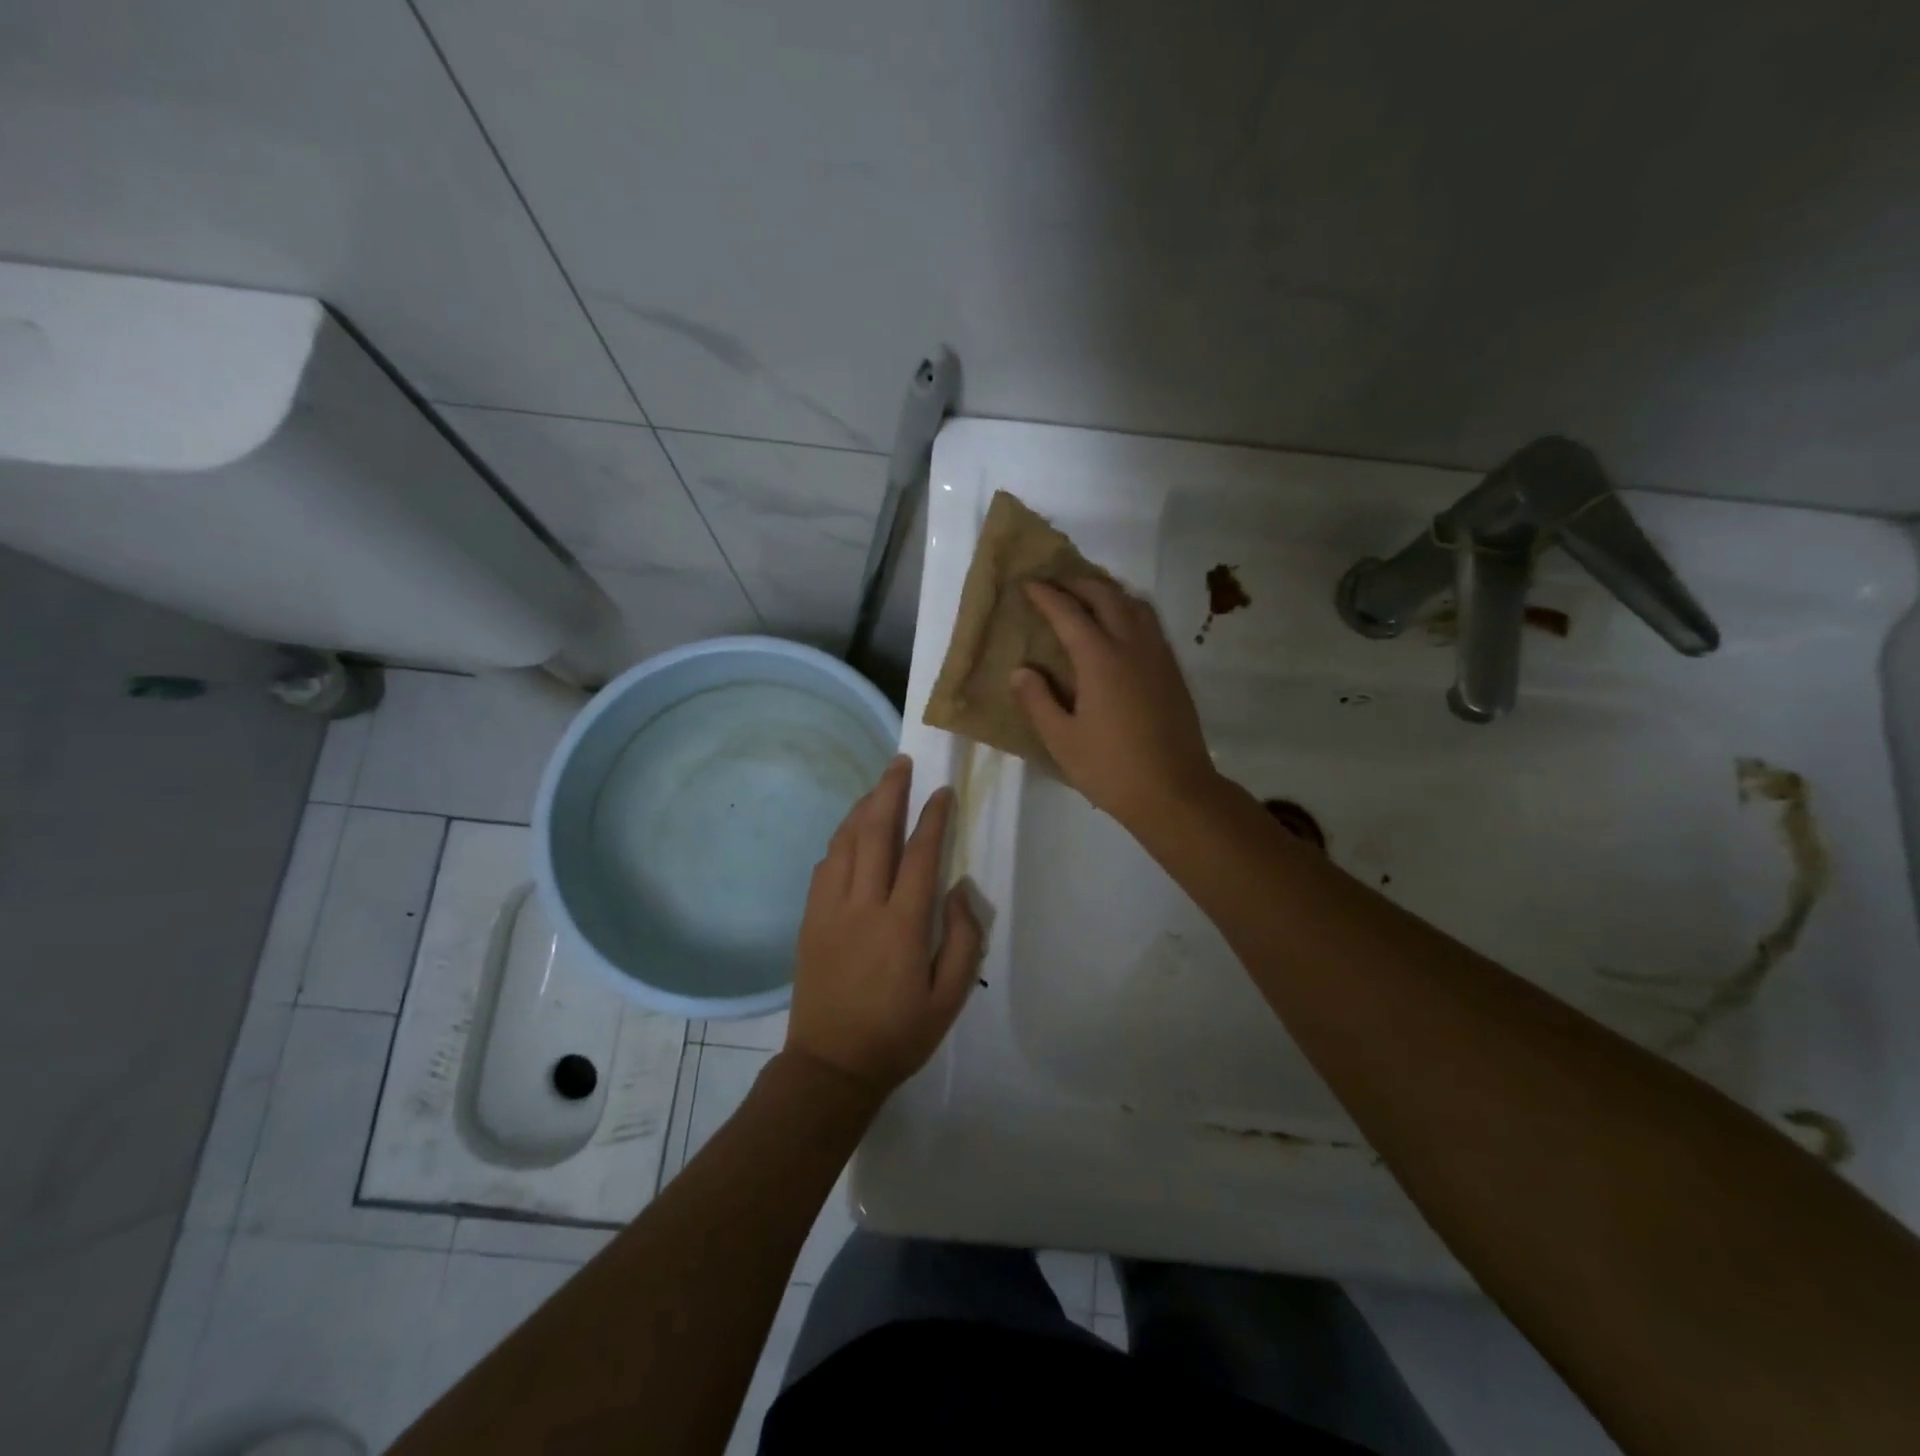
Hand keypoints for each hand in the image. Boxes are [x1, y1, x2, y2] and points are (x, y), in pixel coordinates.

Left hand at [785, 755, 982, 1095]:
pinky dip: (840, 840)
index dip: (933, 818)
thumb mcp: (950, 997)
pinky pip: (824, 866)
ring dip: (862, 809)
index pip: (920, 855)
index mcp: (901, 925)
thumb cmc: (899, 1035)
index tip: (943, 790)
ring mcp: (829, 910)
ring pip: (844, 843)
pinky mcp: (809, 920)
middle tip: (901, 762)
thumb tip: (960, 889)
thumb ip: (962, 939)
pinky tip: (850, 833)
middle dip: (890, 792)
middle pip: (874, 833)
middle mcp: (862, 906)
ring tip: (878, 786)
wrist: (831, 1066)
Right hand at [1010, 578, 1218, 829]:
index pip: (1068, 613)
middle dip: (1078, 584)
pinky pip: (1151, 624)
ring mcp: (1158, 656)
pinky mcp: (1173, 671)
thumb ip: (1037, 701)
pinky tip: (1120, 628)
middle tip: (1055, 584)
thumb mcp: (1062, 740)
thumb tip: (1021, 671)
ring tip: (1088, 598)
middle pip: (1106, 596)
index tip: (1028, 584)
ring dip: (1109, 592)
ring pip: (1135, 604)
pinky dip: (1130, 611)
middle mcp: (1132, 646)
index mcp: (1100, 660)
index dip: (1046, 595)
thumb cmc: (1111, 768)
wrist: (1175, 792)